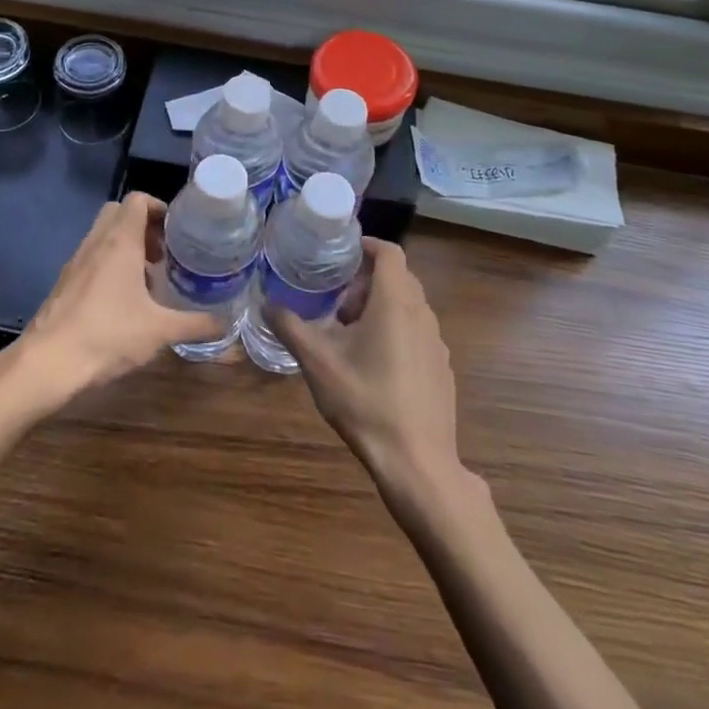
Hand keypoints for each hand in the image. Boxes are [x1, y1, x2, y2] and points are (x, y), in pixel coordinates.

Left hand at [0, 192, 225, 407]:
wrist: (47, 364)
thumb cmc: (107, 335)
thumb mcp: (160, 331)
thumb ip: (195, 324)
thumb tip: (225, 324)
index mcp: (120, 241)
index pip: (138, 200)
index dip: (160, 208)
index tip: (178, 231)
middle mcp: (96, 242)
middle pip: (119, 213)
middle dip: (144, 226)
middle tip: (164, 253)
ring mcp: (76, 262)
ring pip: (104, 236)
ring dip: (127, 247)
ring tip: (148, 281)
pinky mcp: (64, 283)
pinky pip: (92, 259)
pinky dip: (109, 266)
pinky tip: (123, 303)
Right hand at [268, 239, 462, 497]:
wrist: (418, 463)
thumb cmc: (366, 402)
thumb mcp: (318, 364)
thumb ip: (291, 328)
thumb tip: (267, 303)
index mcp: (395, 302)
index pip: (389, 252)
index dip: (367, 246)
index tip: (342, 254)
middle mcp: (422, 314)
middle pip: (398, 278)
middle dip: (367, 281)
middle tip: (338, 302)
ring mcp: (437, 343)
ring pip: (409, 306)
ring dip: (381, 307)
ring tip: (350, 335)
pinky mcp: (442, 368)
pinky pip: (418, 332)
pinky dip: (396, 331)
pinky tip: (374, 366)